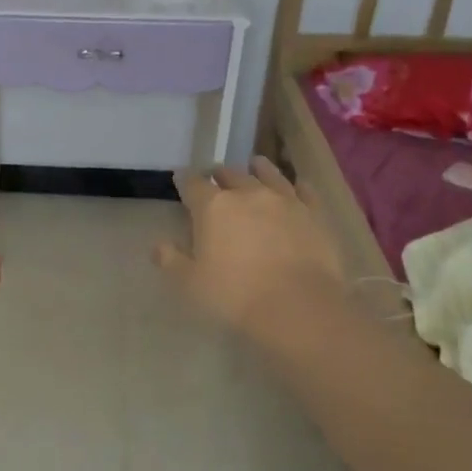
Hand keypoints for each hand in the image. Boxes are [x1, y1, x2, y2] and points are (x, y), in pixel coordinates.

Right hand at [156, 157, 348, 342]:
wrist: (298, 306)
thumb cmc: (235, 295)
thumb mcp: (190, 283)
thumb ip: (171, 261)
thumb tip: (158, 246)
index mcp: (213, 207)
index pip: (193, 184)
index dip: (184, 180)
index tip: (180, 178)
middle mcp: (248, 194)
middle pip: (230, 175)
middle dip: (219, 175)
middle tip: (215, 176)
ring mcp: (285, 200)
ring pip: (268, 174)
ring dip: (258, 169)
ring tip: (255, 164)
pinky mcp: (314, 214)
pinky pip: (305, 192)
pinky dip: (298, 186)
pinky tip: (299, 185)